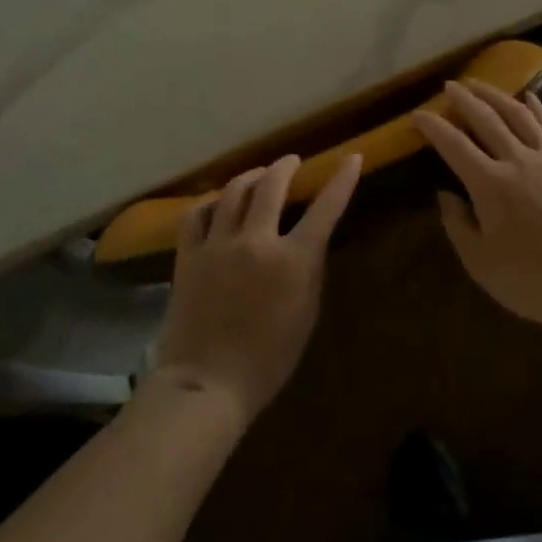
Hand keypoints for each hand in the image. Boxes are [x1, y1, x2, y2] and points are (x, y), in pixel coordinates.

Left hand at [149, 153, 360, 423]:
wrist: (206, 384)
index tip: (352, 157)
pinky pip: (197, 213)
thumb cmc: (267, 359)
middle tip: (292, 162)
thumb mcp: (306, 314)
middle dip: (285, 167)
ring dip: (251, 177)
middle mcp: (255, 241)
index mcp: (292, 260)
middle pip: (271, 185)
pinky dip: (211, 201)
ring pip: (233, 191)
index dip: (342, 180)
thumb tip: (310, 239)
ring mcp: (218, 245)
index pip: (325, 208)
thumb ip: (310, 269)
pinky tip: (218, 202)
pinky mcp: (189, 255)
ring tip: (258, 175)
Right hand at [411, 81, 541, 328]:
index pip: (453, 145)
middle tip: (450, 86)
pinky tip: (531, 97)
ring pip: (520, 116)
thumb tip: (446, 195)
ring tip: (481, 84)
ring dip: (497, 96)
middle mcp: (518, 161)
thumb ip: (458, 225)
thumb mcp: (480, 263)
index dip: (433, 126)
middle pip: (486, 119)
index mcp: (490, 184)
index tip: (417, 114)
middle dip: (464, 99)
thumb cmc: (531, 280)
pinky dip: (540, 109)